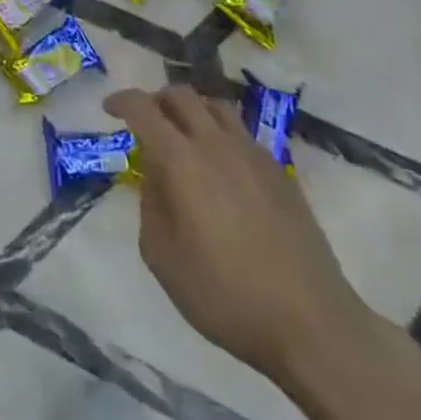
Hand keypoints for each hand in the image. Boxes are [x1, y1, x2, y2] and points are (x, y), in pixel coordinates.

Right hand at [105, 84, 371, 382]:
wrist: (311, 324)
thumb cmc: (225, 295)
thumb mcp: (162, 257)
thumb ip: (150, 204)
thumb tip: (155, 177)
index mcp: (182, 161)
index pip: (143, 108)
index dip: (121, 101)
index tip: (109, 110)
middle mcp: (216, 144)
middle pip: (181, 94)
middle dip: (155, 100)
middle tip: (144, 123)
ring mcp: (253, 155)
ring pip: (215, 106)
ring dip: (191, 110)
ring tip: (182, 137)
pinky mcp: (280, 172)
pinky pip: (241, 133)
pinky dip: (220, 133)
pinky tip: (220, 168)